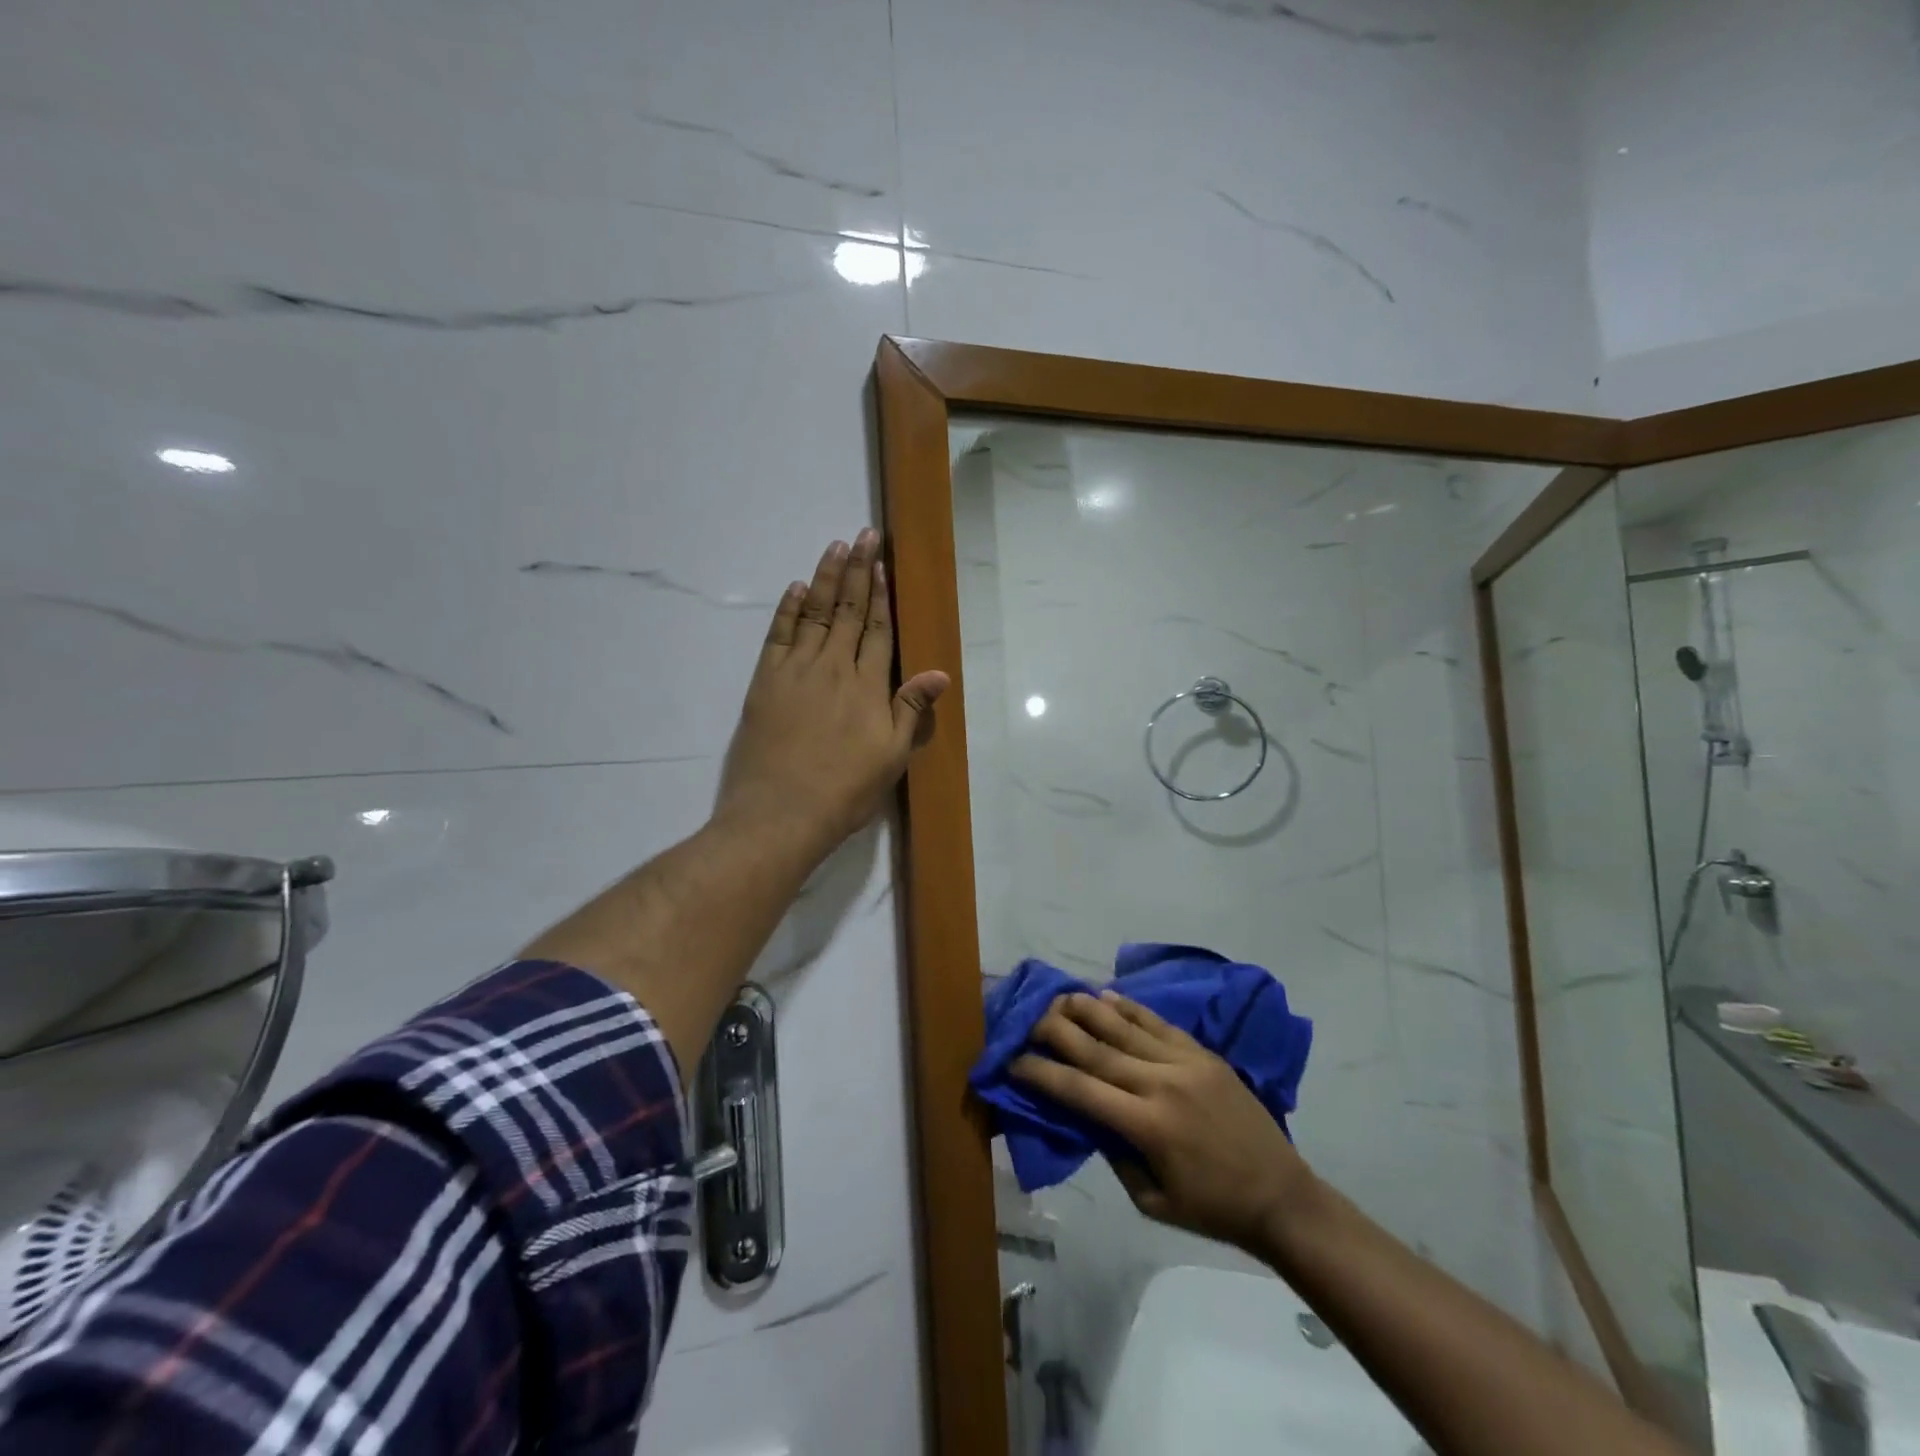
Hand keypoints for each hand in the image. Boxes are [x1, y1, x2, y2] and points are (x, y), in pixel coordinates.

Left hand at [715, 529, 949, 860]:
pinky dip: (787, 609)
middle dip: (857, 571)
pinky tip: (794, 588)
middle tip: (863, 536)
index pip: (877, 630)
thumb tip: (941, 673)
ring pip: (813, 613)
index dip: (881, 595)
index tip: (882, 564)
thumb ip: (912, 709)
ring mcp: (796, 671)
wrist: (782, 812)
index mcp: (868, 686)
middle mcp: (833, 667)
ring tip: (834, 547)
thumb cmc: (845, 790)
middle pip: (847, 611)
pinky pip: (778, 634)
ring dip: (824, 578)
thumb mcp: (891, 756)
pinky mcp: (766, 681)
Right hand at [1012, 990, 1315, 1254]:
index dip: (1043, 1072)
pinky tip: (1106, 995)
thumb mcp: (1151, 1200)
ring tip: (1060, 996)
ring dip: (1087, 1009)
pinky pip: (1158, 1023)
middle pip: (1097, 1048)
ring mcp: (1185, 1063)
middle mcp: (1161, 1084)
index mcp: (1147, 1126)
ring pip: (1125, 1026)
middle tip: (1029, 1019)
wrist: (1281, 1196)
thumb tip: (1086, 1114)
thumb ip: (1115, 1152)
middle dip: (1057, 1030)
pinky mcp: (1203, 1053)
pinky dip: (1129, 1007)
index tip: (1014, 1060)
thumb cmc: (1212, 1209)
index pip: (1080, 1090)